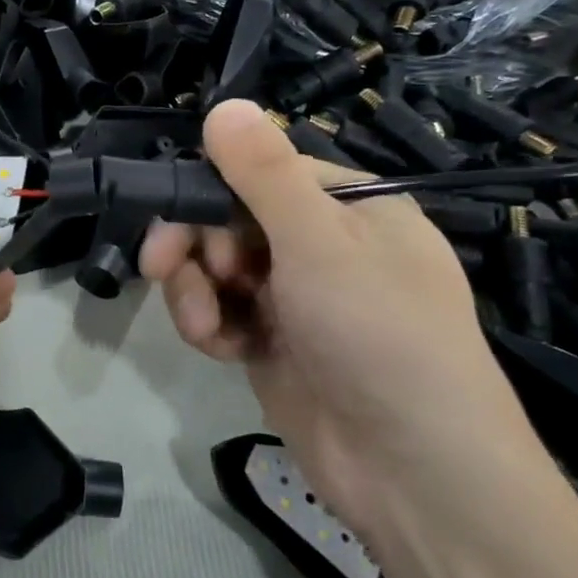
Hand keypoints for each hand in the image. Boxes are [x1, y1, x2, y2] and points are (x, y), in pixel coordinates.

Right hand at [140, 100, 548, 539]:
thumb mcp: (319, 243)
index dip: (210, 189)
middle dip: (194, 244)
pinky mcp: (275, 344)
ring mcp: (297, 298)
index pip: (261, 172)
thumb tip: (224, 103)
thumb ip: (264, 174)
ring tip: (203, 323)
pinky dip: (210, 326)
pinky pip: (223, 313)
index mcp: (350, 207)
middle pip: (230, 219)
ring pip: (217, 269)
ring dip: (195, 290)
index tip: (173, 213)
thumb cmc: (377, 334)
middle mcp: (323, 245)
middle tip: (162, 267)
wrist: (415, 474)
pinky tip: (220, 348)